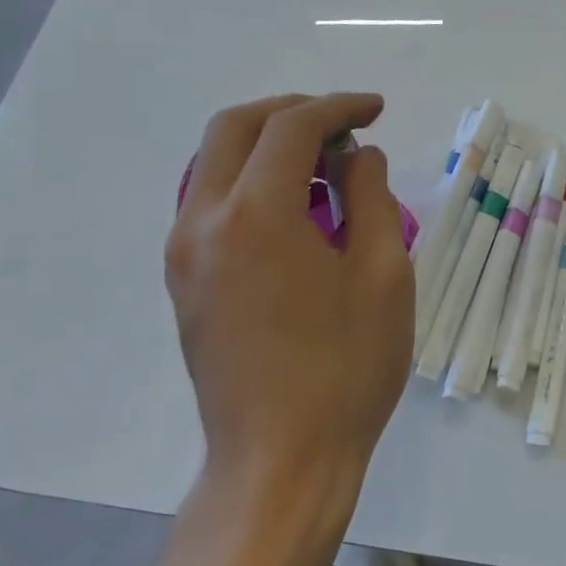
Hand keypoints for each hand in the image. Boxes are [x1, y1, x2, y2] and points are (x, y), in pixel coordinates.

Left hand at [166, 94, 412, 500]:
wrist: (281, 458)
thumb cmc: (347, 367)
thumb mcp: (382, 275)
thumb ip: (371, 198)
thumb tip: (358, 157)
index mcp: (256, 215)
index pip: (292, 128)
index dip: (338, 107)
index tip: (375, 110)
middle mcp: (204, 222)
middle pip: (235, 128)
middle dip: (292, 111)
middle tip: (343, 124)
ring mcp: (184, 254)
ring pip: (213, 163)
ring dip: (265, 143)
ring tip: (323, 162)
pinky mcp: (184, 283)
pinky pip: (208, 202)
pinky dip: (248, 180)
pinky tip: (292, 206)